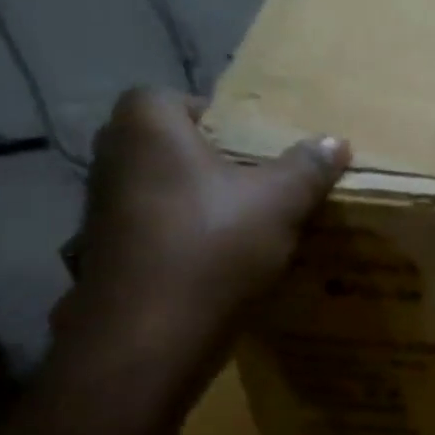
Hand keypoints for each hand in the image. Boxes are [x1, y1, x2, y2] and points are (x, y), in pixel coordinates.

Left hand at [55, 89, 348, 388]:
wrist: (149, 338)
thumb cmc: (212, 245)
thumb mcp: (279, 202)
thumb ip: (307, 167)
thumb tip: (336, 141)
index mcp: (146, 128)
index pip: (169, 97)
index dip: (209, 114)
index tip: (247, 142)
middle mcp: (111, 160)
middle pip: (162, 145)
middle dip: (204, 159)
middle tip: (250, 179)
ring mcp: (98, 213)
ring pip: (154, 191)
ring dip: (189, 201)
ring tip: (238, 222)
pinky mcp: (101, 258)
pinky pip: (146, 232)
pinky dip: (175, 240)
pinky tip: (211, 262)